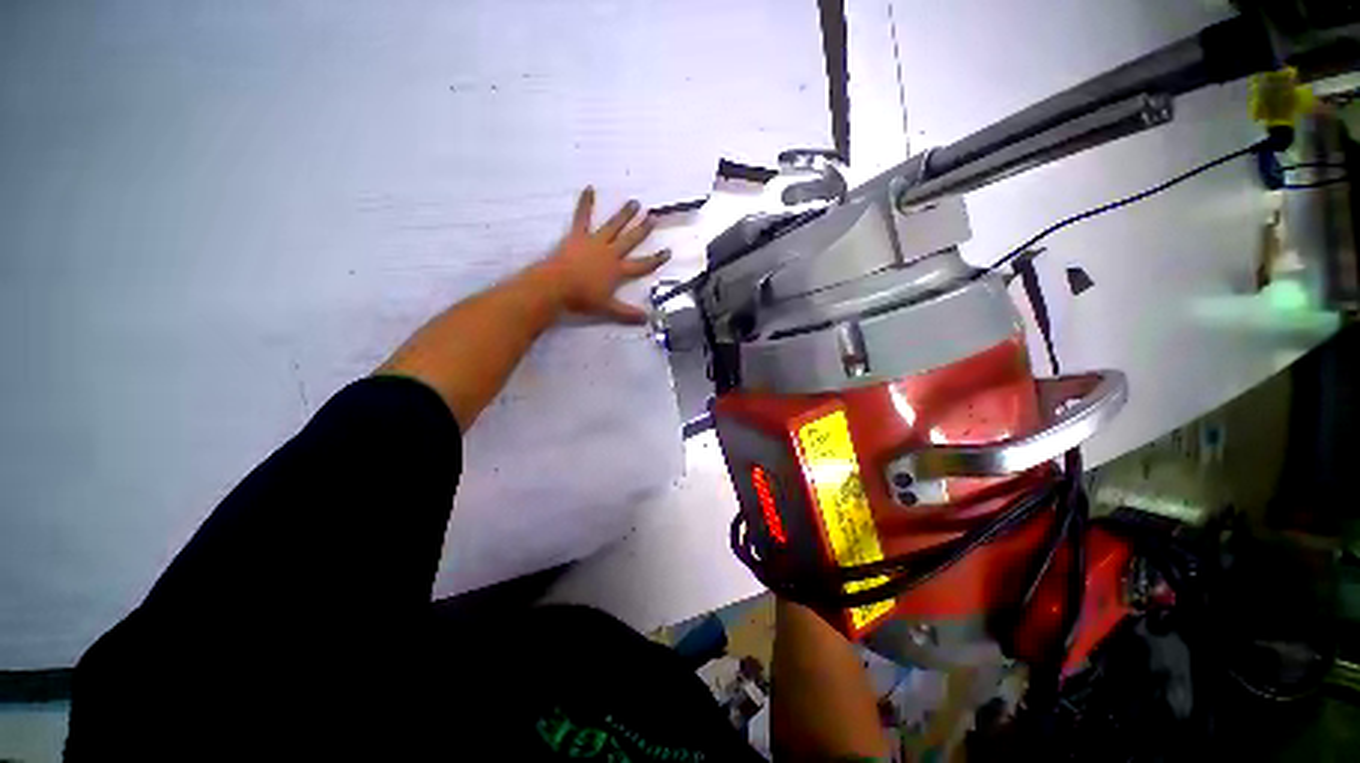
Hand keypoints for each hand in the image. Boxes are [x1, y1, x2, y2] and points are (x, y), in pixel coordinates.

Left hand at [541, 187, 669, 323]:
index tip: (667, 251)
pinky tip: (589, 188)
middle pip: (630, 240)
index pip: (642, 265)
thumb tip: (647, 319)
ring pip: (613, 226)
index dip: (655, 259)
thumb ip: (627, 313)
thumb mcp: (608, 308)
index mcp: (618, 270)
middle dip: (643, 230)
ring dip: (624, 215)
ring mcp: (594, 242)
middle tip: (653, 217)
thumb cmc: (582, 298)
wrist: (557, 286)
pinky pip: (582, 217)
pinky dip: (585, 203)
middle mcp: (610, 253)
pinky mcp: (577, 236)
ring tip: (634, 202)